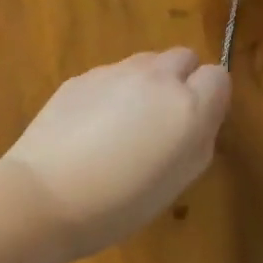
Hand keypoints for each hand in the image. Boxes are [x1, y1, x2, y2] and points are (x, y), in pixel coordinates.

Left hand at [1, 49, 230, 259]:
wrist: (44, 195)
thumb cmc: (119, 204)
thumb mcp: (176, 183)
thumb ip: (197, 141)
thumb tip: (199, 120)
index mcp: (187, 107)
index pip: (218, 77)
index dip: (209, 100)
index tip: (193, 126)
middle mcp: (155, 78)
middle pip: (182, 58)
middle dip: (180, 81)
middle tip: (161, 121)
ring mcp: (113, 73)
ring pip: (144, 63)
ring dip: (145, 84)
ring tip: (122, 124)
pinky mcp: (80, 77)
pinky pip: (109, 75)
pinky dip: (110, 92)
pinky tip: (89, 127)